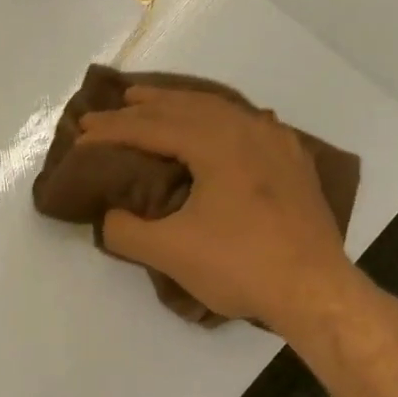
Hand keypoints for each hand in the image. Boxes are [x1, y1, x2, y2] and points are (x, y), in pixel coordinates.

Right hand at [77, 87, 355, 329]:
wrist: (317, 291)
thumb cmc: (242, 266)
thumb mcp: (170, 252)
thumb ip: (126, 230)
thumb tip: (109, 217)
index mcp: (216, 142)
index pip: (152, 127)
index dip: (112, 130)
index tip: (80, 134)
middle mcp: (247, 128)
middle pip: (184, 106)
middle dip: (142, 107)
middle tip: (107, 109)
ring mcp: (275, 141)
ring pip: (218, 109)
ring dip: (179, 106)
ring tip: (150, 105)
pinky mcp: (292, 160)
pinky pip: (244, 123)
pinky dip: (215, 118)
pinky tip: (212, 125)